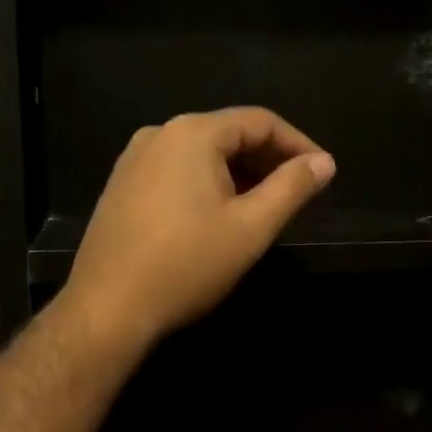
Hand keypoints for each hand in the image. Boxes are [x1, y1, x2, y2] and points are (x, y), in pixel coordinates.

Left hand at [62, 107, 335, 353]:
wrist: (107, 310)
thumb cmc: (186, 265)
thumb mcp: (251, 227)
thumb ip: (292, 188)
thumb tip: (324, 162)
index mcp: (193, 134)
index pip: (260, 121)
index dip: (298, 144)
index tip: (322, 172)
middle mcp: (160, 134)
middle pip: (229, 133)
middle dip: (268, 159)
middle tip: (297, 193)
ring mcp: (134, 160)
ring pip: (202, 154)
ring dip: (239, 173)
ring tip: (264, 207)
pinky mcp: (122, 186)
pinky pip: (177, 171)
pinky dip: (208, 183)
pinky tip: (219, 216)